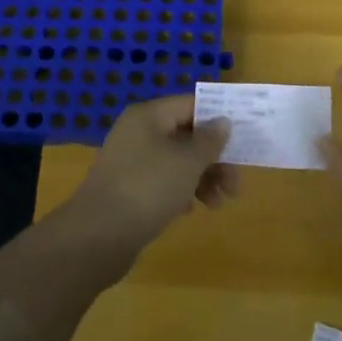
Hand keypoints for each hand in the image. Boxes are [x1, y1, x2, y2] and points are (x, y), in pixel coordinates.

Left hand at [65, 95, 235, 265]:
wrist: (98, 236)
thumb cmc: (148, 188)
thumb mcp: (187, 162)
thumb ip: (209, 140)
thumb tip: (222, 121)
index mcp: (149, 115)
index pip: (191, 104)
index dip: (218, 118)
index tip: (243, 139)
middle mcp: (138, 132)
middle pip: (186, 135)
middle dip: (213, 158)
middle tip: (235, 184)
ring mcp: (130, 160)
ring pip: (176, 161)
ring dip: (201, 178)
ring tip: (217, 204)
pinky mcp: (127, 188)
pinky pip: (162, 181)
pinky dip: (180, 191)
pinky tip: (189, 210)